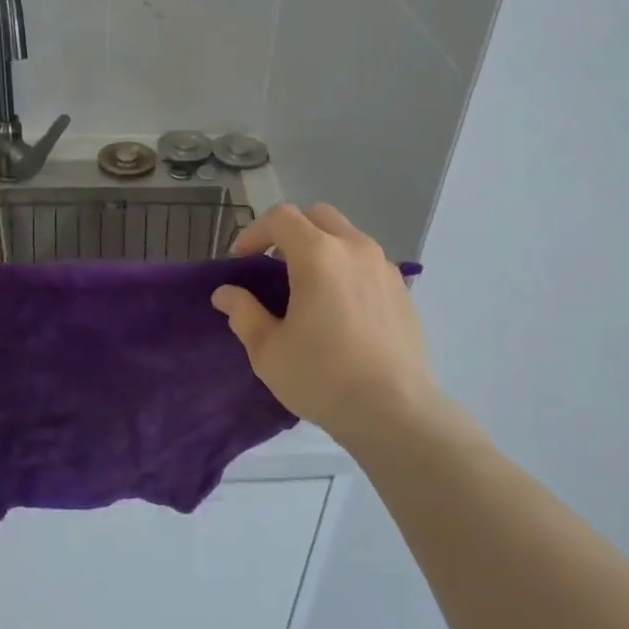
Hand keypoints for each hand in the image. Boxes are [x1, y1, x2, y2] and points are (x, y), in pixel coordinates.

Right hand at [212, 203, 436, 439]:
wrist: (396, 412)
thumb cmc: (323, 377)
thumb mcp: (268, 350)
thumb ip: (243, 313)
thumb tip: (226, 293)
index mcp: (318, 255)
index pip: (281, 217)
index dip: (254, 232)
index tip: (241, 261)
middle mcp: (355, 248)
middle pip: (317, 216)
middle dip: (289, 231)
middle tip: (272, 264)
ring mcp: (384, 267)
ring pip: (346, 236)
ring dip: (321, 247)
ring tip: (307, 285)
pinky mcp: (402, 290)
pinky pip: (367, 261)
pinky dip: (346, 267)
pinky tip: (340, 306)